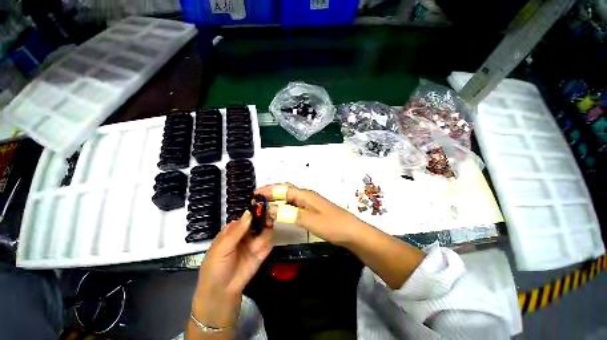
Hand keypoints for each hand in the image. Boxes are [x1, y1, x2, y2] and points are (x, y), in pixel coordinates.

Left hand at [191, 211, 272, 329]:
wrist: (222, 293)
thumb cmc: (216, 267)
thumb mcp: (222, 248)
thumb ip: (237, 231)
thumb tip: (249, 212)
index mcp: (235, 229)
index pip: (247, 215)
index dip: (256, 209)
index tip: (264, 204)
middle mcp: (247, 232)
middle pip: (260, 220)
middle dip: (266, 218)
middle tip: (271, 217)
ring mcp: (255, 241)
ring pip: (266, 230)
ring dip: (265, 234)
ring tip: (257, 246)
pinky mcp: (262, 252)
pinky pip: (269, 243)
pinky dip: (266, 245)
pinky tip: (259, 253)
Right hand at [255, 184, 361, 245]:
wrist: (352, 232)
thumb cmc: (333, 225)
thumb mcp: (311, 220)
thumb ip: (290, 214)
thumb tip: (270, 209)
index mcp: (305, 195)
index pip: (283, 189)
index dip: (269, 190)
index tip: (255, 194)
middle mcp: (306, 196)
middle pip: (285, 192)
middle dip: (270, 195)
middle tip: (256, 202)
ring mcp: (309, 204)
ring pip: (289, 199)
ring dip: (276, 202)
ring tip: (264, 208)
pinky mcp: (311, 211)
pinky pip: (293, 207)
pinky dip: (284, 209)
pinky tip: (279, 214)